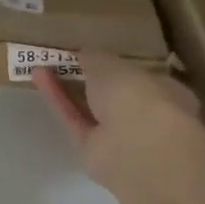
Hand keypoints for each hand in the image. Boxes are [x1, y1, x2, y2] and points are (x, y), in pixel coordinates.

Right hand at [33, 51, 199, 188]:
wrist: (138, 148)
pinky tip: (39, 77)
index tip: (91, 54)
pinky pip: (73, 119)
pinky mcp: (93, 150)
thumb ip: (95, 58)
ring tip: (42, 65)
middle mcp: (144, 116)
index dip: (115, 65)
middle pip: (110, 95)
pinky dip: (57, 99)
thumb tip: (82, 53)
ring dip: (66, 87)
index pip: (139, 77)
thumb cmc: (138, 96)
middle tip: (62, 60)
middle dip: (87, 79)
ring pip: (88, 108)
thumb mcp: (112, 65)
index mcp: (165, 93)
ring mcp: (119, 137)